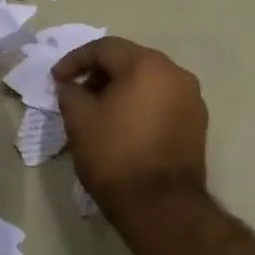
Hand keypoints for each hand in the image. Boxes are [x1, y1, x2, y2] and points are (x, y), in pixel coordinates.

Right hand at [52, 37, 207, 209]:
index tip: (56, 80)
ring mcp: (192, 98)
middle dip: (99, 73)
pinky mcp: (197, 122)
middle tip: (76, 93)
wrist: (161, 206)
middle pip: (130, 60)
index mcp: (147, 65)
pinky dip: (141, 103)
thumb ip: (70, 92)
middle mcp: (175, 73)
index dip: (75, 60)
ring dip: (121, 88)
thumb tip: (70, 85)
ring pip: (148, 80)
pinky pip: (163, 100)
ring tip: (98, 110)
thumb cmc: (115, 156)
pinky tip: (124, 124)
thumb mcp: (79, 121)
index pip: (104, 48)